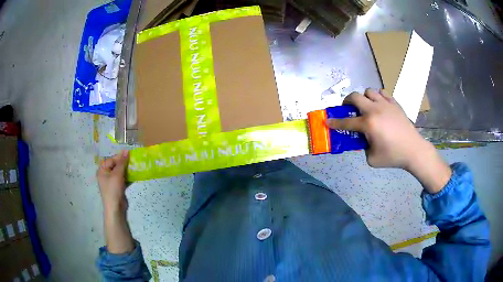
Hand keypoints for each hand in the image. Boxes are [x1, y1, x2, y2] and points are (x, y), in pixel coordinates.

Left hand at [97, 150, 129, 212]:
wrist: (115, 208)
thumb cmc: (113, 189)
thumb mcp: (117, 174)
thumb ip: (122, 162)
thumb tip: (126, 150)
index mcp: (102, 170)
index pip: (111, 159)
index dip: (120, 157)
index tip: (130, 155)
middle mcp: (106, 174)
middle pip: (116, 165)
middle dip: (124, 163)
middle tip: (133, 161)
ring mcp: (112, 181)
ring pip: (120, 172)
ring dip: (127, 170)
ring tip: (135, 167)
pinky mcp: (117, 187)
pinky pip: (123, 179)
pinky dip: (128, 177)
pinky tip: (135, 176)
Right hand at [327, 89, 450, 192]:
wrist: (413, 150)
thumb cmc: (393, 156)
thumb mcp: (371, 158)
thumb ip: (363, 147)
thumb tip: (363, 138)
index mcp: (368, 124)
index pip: (346, 121)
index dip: (335, 122)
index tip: (327, 121)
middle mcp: (375, 110)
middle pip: (355, 96)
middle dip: (347, 101)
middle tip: (348, 108)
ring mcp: (386, 104)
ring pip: (369, 91)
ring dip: (364, 98)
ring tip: (367, 107)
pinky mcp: (395, 103)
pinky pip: (382, 93)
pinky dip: (378, 97)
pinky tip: (380, 106)